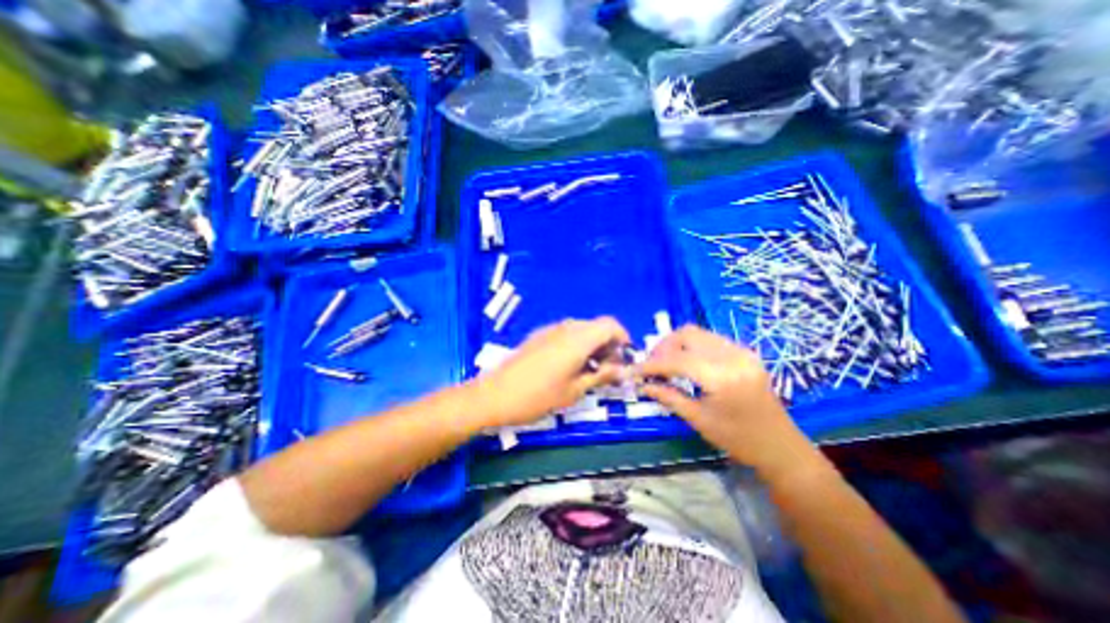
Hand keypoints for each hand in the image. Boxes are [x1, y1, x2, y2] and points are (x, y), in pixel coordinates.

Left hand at [473, 317, 632, 426]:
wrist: (494, 395)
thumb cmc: (538, 396)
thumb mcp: (574, 390)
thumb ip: (601, 375)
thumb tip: (622, 370)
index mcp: (578, 338)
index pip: (610, 325)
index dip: (623, 339)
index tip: (624, 360)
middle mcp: (566, 328)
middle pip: (597, 326)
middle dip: (609, 345)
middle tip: (609, 371)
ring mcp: (550, 330)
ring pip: (582, 330)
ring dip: (593, 346)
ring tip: (591, 372)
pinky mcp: (539, 336)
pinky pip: (566, 334)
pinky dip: (577, 346)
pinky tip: (570, 368)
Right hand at [638, 326, 816, 482]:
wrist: (780, 446)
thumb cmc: (738, 440)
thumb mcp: (699, 420)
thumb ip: (669, 397)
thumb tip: (643, 385)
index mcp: (722, 377)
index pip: (677, 360)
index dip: (652, 364)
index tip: (634, 370)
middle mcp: (733, 356)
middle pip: (687, 334)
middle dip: (663, 346)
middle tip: (651, 364)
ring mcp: (742, 351)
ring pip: (698, 333)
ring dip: (676, 344)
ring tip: (665, 362)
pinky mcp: (745, 352)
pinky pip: (710, 339)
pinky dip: (692, 346)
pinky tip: (686, 362)